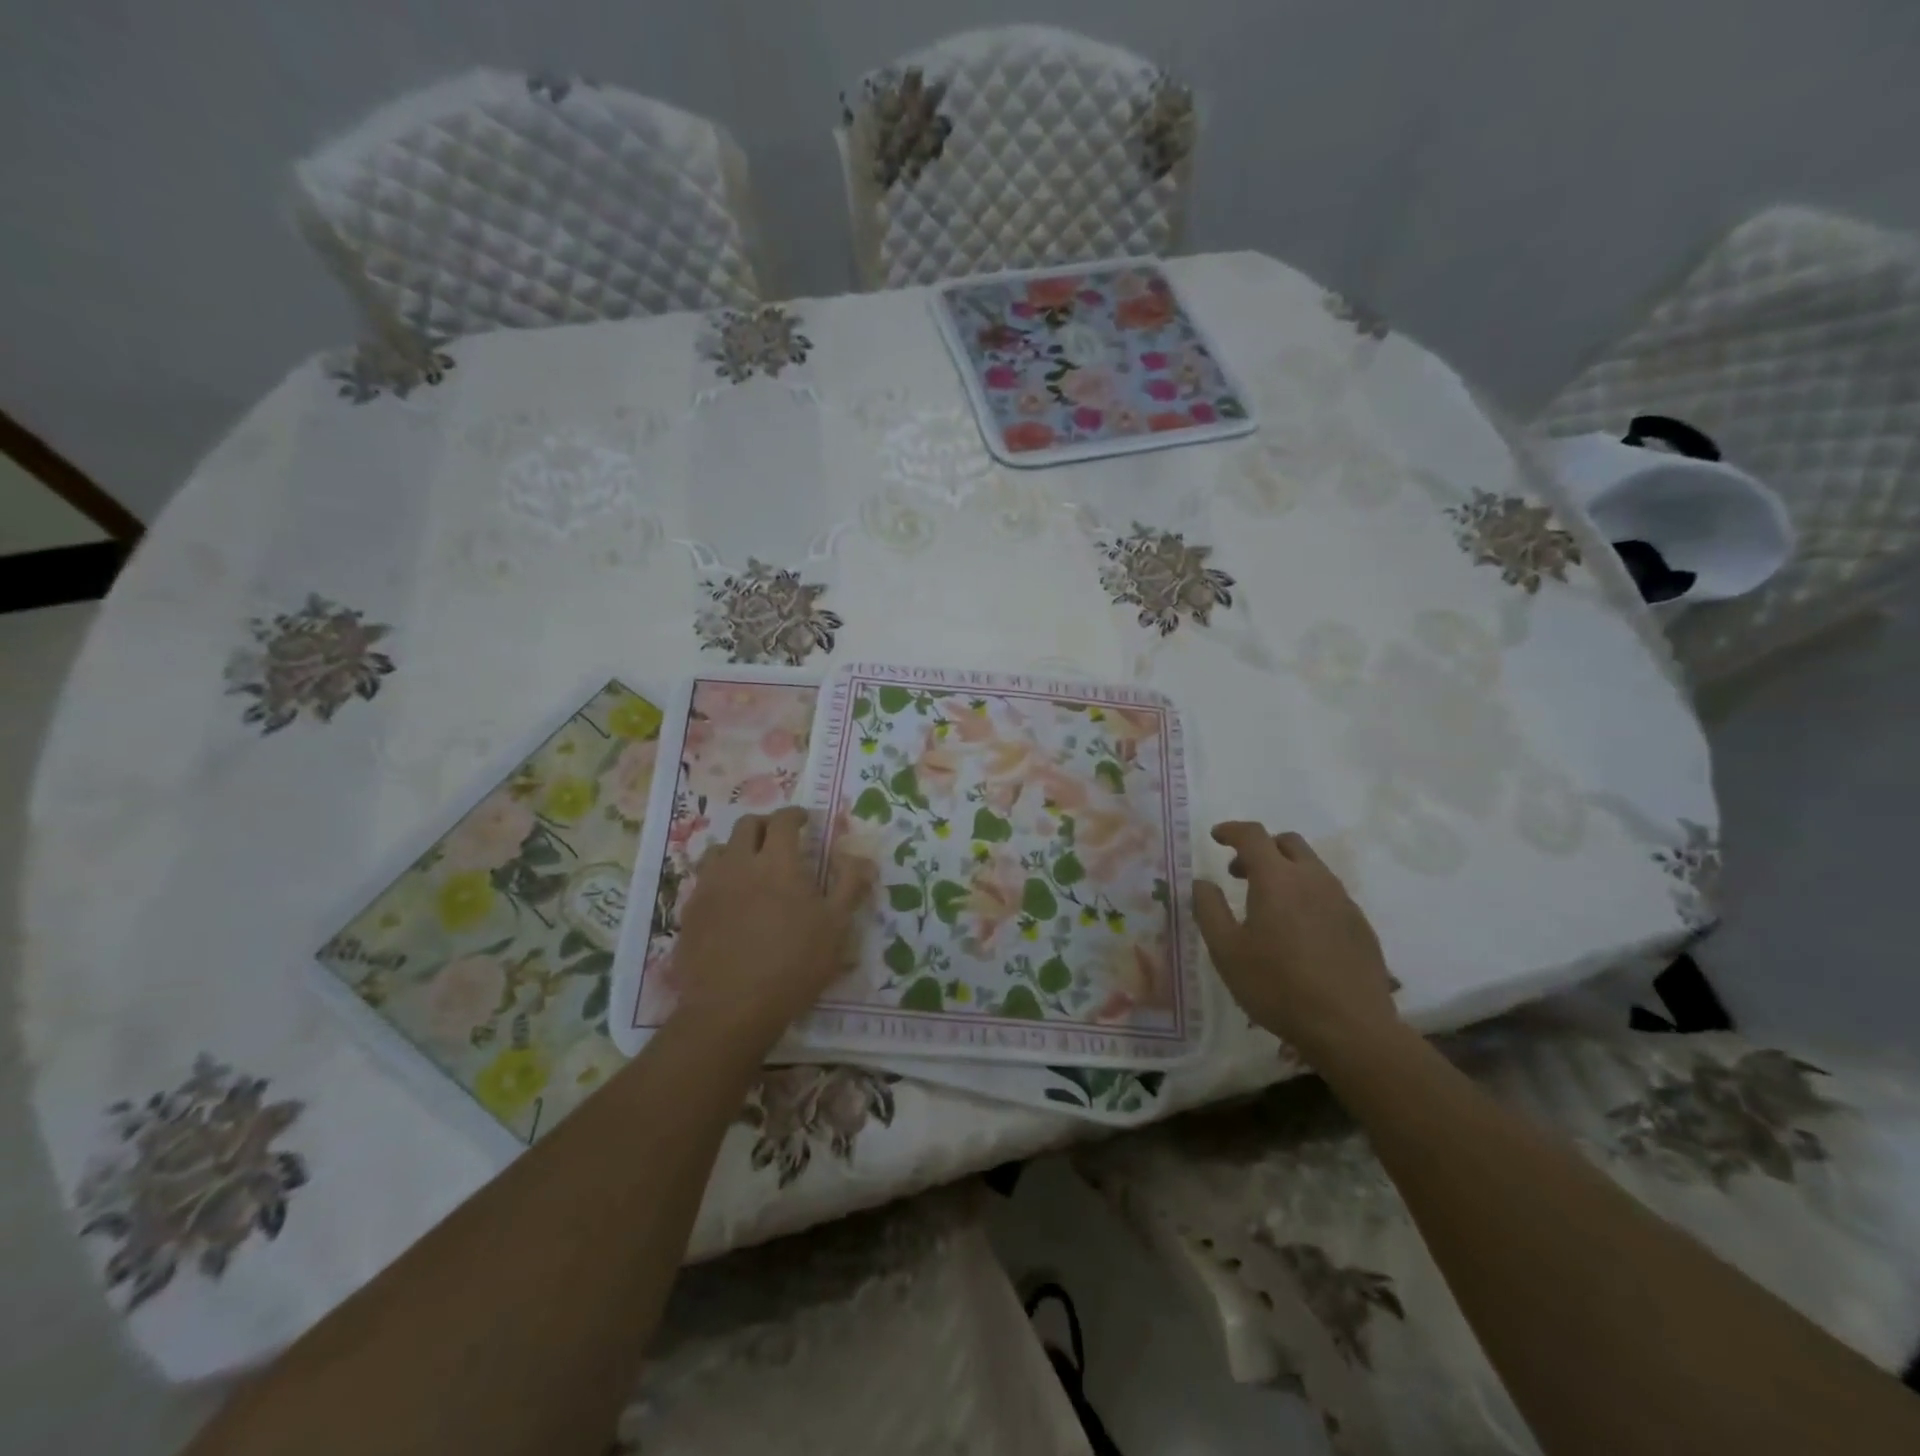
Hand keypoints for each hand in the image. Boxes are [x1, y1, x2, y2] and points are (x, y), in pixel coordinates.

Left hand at [672, 807, 875, 1051]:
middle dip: (765, 825)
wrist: (732, 1008)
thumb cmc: (793, 964)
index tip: (804, 820)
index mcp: (777, 862)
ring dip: (738, 848)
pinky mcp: (690, 912)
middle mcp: (739, 864)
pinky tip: (729, 899)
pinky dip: (719, 877)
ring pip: (719, 849)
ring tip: (750, 866)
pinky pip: (704, 880)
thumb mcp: (836, 926)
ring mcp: (710, 887)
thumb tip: (859, 856)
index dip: (795, 815)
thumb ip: (850, 885)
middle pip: (747, 826)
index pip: (782, 820)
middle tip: (779, 839)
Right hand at [1191, 822, 1399, 1062]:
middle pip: (1287, 842)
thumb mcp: (1226, 951)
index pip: (1253, 836)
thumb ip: (1209, 909)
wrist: (1351, 1027)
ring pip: (1311, 866)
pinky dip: (1306, 894)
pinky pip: (1328, 893)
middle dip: (1261, 848)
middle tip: (1239, 873)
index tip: (1216, 837)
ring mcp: (1342, 900)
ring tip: (1267, 904)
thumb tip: (1202, 882)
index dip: (1231, 830)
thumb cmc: (1278, 986)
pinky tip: (1298, 930)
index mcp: (1277, 879)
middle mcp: (1313, 879)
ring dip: (1285, 870)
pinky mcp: (1360, 924)